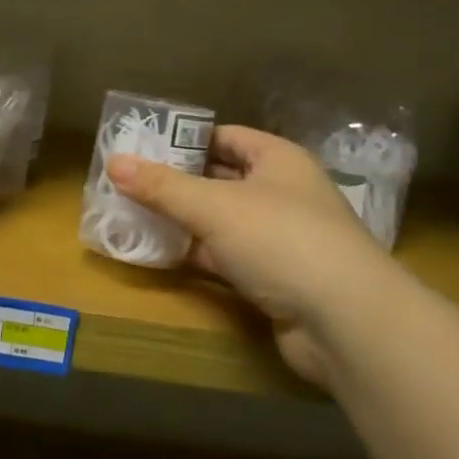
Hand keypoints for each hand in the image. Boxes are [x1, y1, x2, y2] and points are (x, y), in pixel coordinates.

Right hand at [108, 127, 399, 387]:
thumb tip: (113, 162)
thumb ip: (162, 186)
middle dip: (176, 181)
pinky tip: (158, 254)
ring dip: (182, 220)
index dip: (184, 139)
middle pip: (220, 178)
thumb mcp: (214, 206)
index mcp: (278, 160)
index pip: (225, 137)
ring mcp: (279, 238)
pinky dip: (196, 254)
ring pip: (220, 221)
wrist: (345, 322)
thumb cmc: (281, 239)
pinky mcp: (273, 279)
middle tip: (126, 181)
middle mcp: (281, 193)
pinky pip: (225, 257)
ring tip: (131, 214)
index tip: (141, 145)